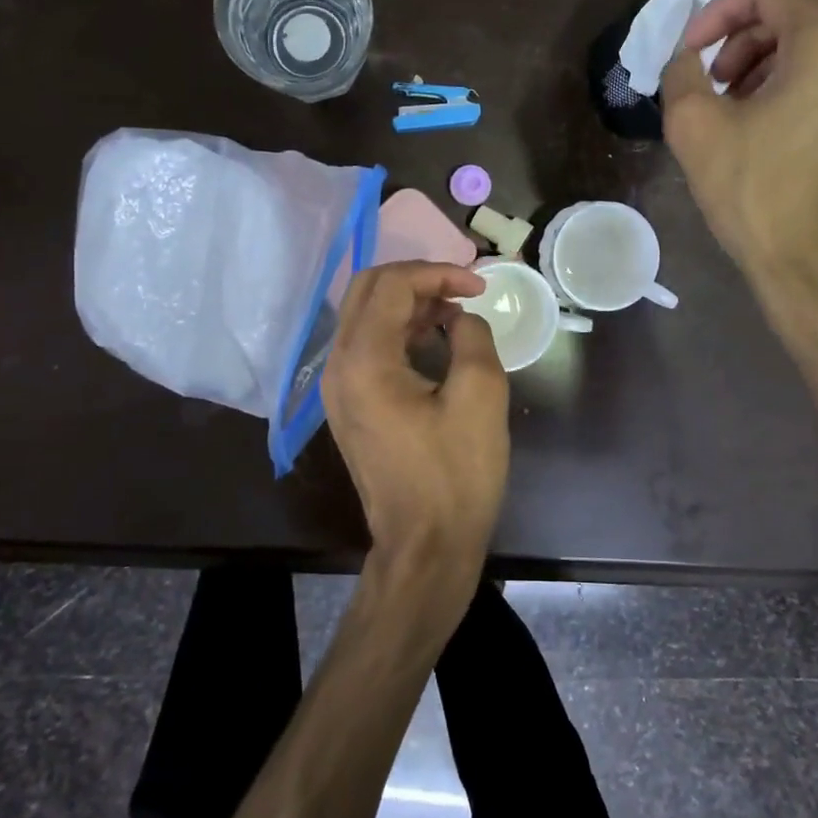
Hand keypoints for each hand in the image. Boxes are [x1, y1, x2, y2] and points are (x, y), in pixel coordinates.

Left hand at [323, 262, 510, 589]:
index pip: (392, 284)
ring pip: (364, 315)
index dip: (439, 272)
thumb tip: (460, 317)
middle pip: (368, 290)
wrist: (425, 545)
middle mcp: (338, 365)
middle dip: (418, 279)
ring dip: (408, 303)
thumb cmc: (456, 474)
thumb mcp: (481, 396)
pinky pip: (366, 345)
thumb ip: (472, 336)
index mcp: (364, 360)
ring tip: (455, 312)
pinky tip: (434, 339)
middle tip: (463, 290)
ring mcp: (337, 387)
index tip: (480, 285)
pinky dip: (398, 330)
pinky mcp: (347, 405)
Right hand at [662, 0, 817, 294]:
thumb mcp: (695, 128)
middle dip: (743, 38)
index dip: (720, 10)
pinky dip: (796, 82)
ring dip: (767, 61)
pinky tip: (767, 126)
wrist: (815, 266)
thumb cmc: (755, 193)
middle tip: (712, 83)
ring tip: (734, 107)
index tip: (691, 52)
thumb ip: (681, 73)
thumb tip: (686, 57)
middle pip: (798, 10)